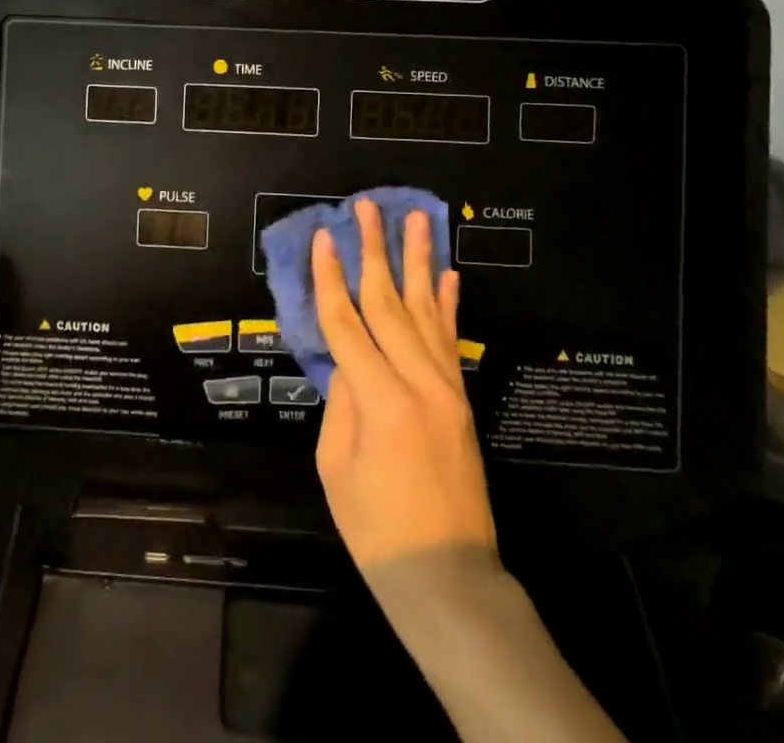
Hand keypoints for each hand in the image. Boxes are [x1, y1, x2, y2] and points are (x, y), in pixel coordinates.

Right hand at [313, 201, 495, 568]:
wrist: (448, 576)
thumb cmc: (377, 530)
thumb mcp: (337, 467)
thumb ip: (341, 402)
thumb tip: (346, 362)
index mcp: (378, 398)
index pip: (346, 321)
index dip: (329, 276)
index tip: (322, 236)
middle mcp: (417, 380)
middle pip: (388, 300)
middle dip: (374, 249)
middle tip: (367, 206)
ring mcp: (445, 386)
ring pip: (427, 308)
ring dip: (419, 259)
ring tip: (416, 218)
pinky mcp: (460, 397)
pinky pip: (451, 338)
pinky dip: (449, 302)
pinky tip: (449, 273)